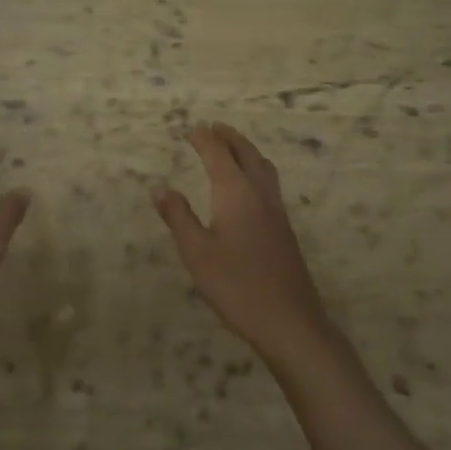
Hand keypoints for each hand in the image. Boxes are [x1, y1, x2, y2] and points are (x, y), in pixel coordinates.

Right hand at [154, 122, 330, 361]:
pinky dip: (256, 169)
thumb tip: (160, 189)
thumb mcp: (196, 252)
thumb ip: (178, 217)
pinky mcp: (284, 230)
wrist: (290, 322)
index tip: (191, 130)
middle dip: (229, 137)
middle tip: (214, 127)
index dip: (204, 139)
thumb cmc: (237, 285)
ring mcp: (276, 212)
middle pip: (246, 153)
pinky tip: (250, 187)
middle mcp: (259, 194)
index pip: (219, 154)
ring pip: (263, 167)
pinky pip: (269, 184)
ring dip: (246, 150)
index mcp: (236, 193)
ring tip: (233, 147)